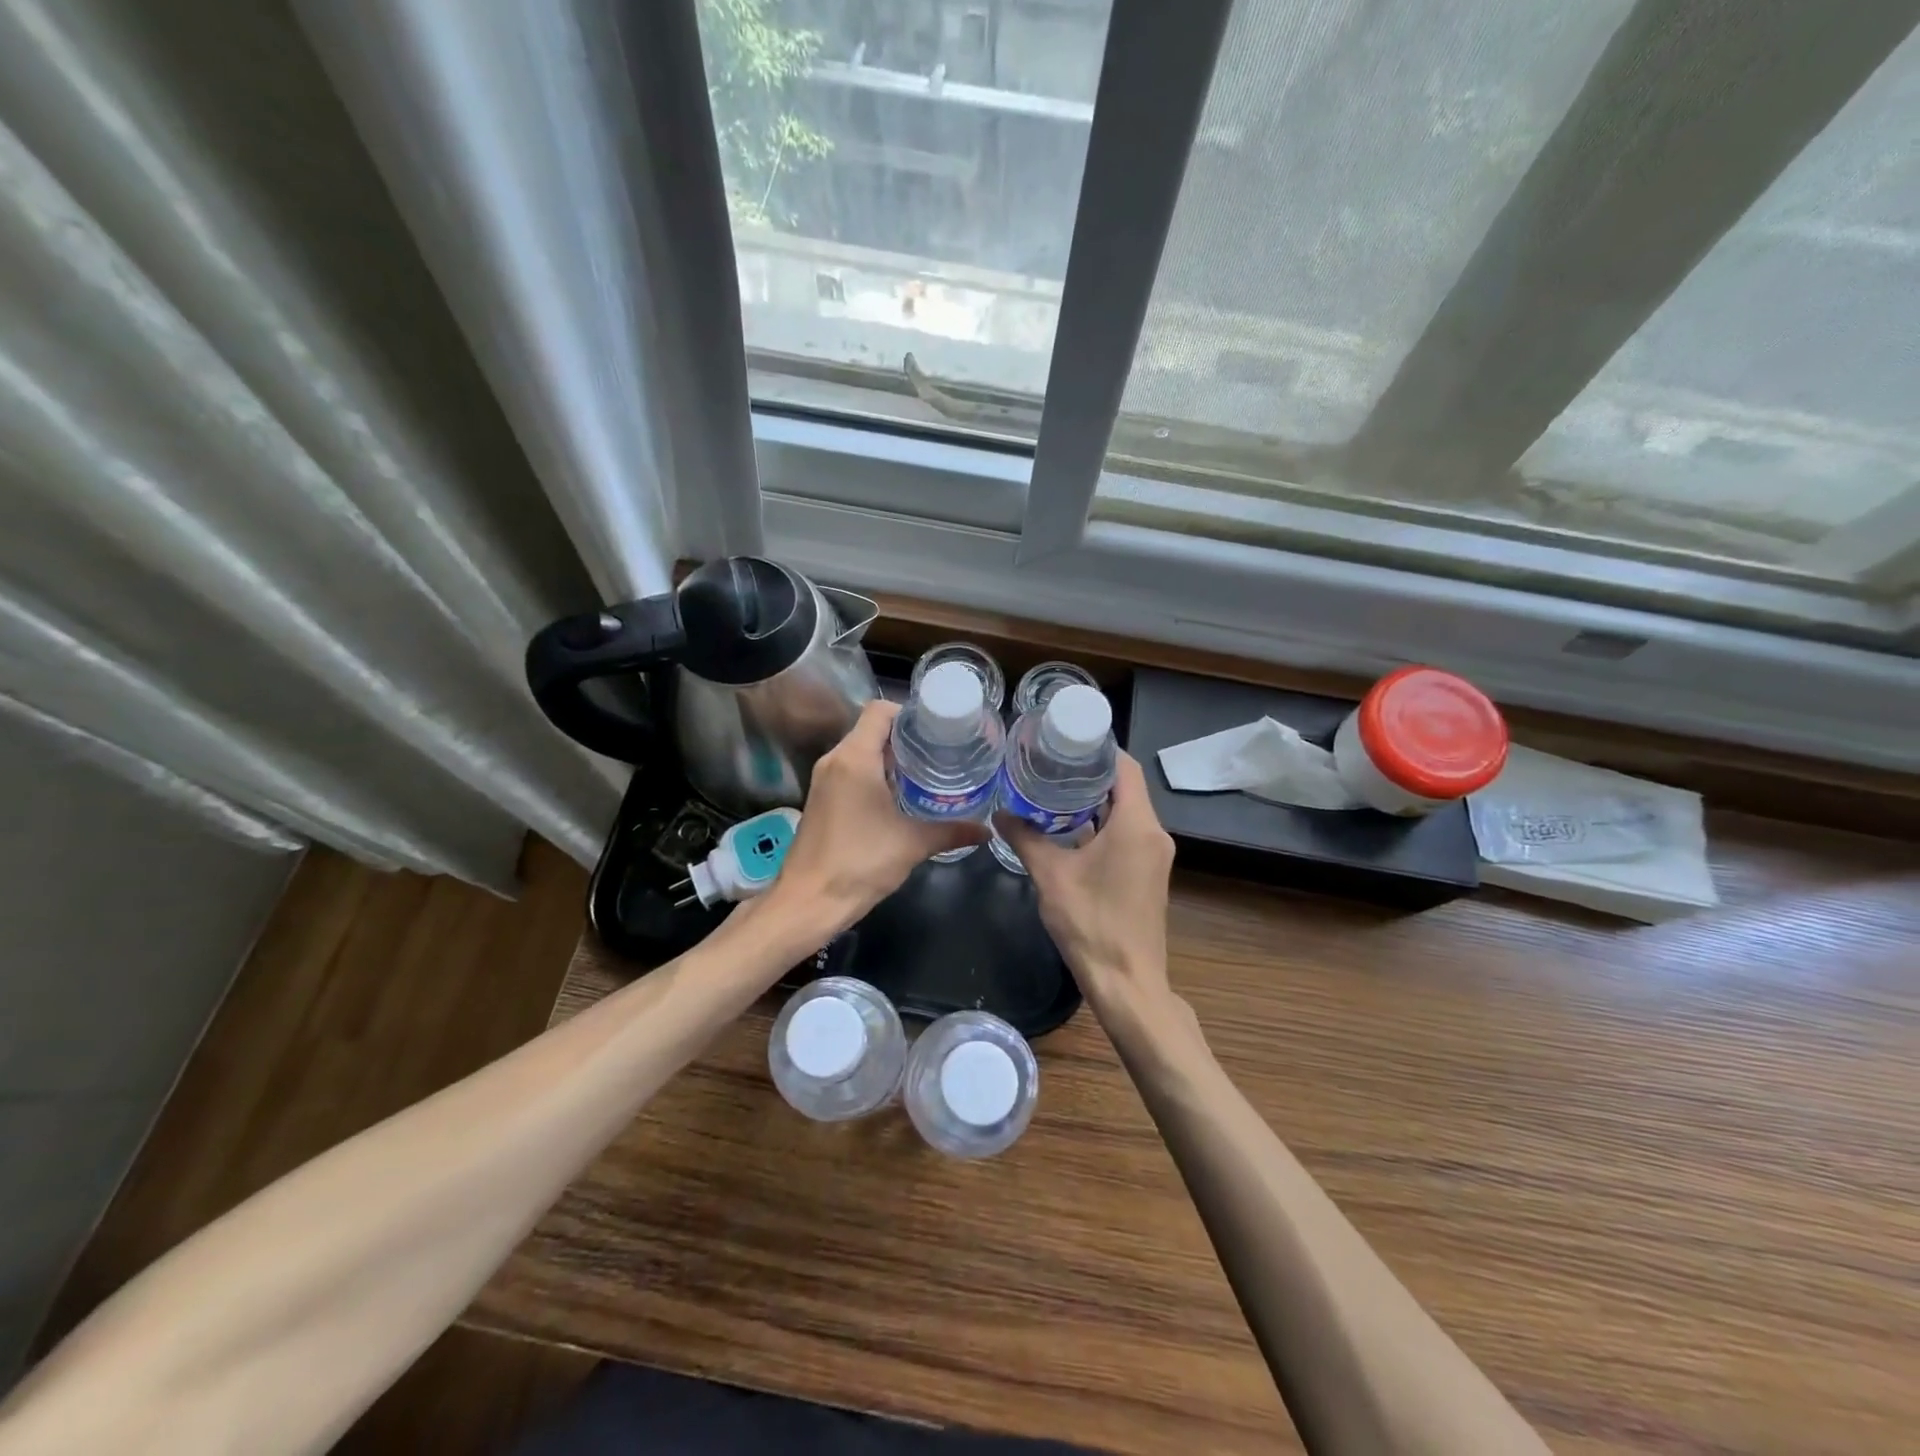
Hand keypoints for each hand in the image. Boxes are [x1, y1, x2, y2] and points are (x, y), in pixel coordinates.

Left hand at [768, 700, 984, 935]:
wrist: (808, 902)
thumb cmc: (860, 863)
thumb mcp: (912, 844)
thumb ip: (951, 832)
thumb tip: (985, 830)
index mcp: (855, 757)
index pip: (880, 710)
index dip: (909, 713)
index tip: (937, 730)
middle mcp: (835, 760)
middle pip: (871, 729)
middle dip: (906, 738)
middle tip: (941, 751)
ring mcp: (824, 780)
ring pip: (860, 752)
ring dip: (890, 758)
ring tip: (926, 772)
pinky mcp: (821, 800)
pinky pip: (851, 772)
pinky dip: (874, 775)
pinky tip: (899, 797)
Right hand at [1000, 753, 1176, 1022]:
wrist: (1127, 983)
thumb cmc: (1091, 924)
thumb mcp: (1051, 876)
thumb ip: (1025, 838)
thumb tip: (999, 813)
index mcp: (1137, 825)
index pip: (1125, 767)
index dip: (1098, 749)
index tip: (1065, 740)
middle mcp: (1154, 833)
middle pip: (1125, 787)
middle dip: (1089, 773)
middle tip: (1049, 762)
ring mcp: (1154, 855)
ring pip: (1126, 812)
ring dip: (1093, 800)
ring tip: (1051, 789)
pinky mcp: (1148, 873)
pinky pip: (1127, 833)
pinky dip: (1101, 824)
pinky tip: (1067, 828)